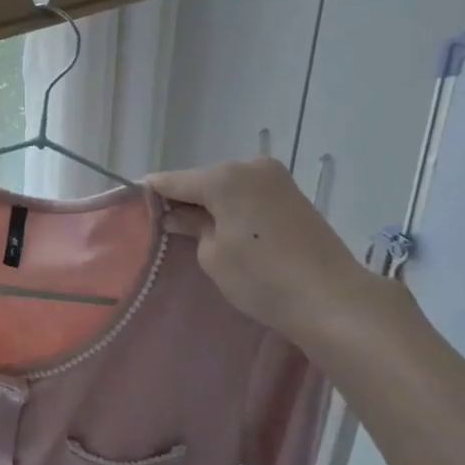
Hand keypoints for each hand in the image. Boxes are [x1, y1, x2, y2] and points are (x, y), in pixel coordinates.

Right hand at [147, 159, 409, 356]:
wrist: (332, 297)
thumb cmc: (262, 278)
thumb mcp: (213, 255)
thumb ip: (191, 226)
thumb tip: (178, 215)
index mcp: (225, 177)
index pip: (174, 180)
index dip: (151, 192)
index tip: (132, 203)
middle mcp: (250, 166)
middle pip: (203, 180)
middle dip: (185, 199)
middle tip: (166, 225)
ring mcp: (275, 177)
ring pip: (228, 186)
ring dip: (211, 203)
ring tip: (197, 231)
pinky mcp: (292, 194)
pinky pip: (249, 194)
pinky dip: (234, 207)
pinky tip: (227, 228)